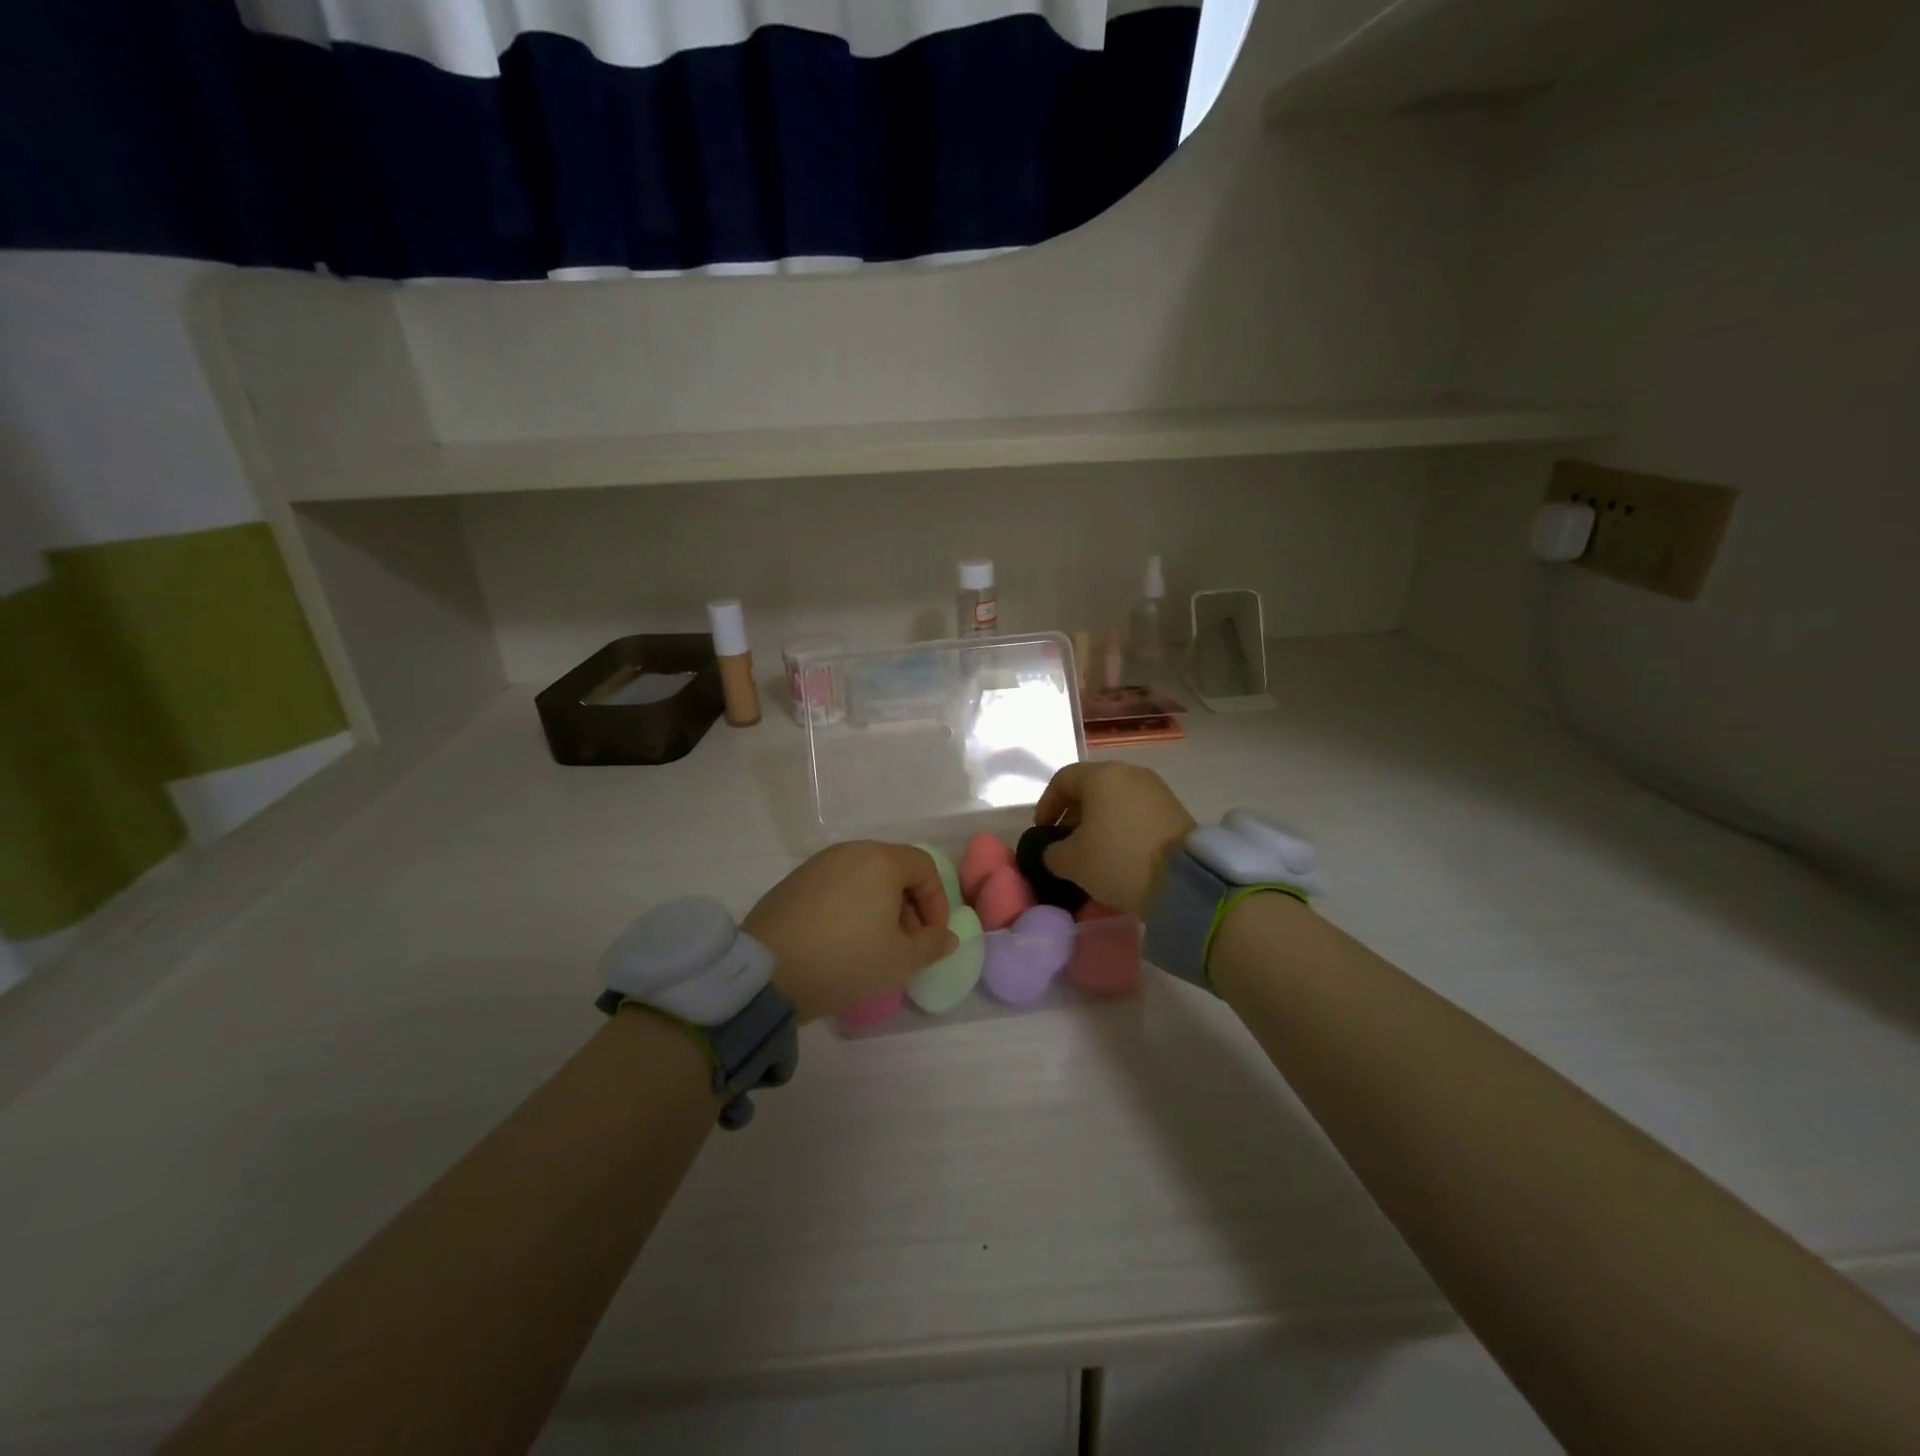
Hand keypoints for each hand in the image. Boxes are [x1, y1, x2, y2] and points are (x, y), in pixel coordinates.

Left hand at [744, 842, 957, 1021]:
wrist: (766, 972)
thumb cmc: (846, 960)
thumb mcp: (900, 960)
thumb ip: (932, 945)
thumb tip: (947, 936)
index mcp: (881, 860)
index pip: (924, 867)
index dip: (937, 902)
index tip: (933, 936)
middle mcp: (850, 852)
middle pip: (893, 869)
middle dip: (909, 905)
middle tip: (907, 943)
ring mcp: (817, 865)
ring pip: (863, 878)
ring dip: (879, 906)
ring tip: (875, 945)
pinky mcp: (793, 882)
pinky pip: (836, 887)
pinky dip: (850, 907)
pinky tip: (841, 942)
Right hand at [1033, 763, 1196, 916]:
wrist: (1185, 879)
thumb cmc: (1118, 860)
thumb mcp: (1071, 862)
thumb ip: (1052, 852)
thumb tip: (1055, 851)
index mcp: (1101, 775)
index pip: (1062, 779)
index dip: (1046, 805)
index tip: (1042, 832)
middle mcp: (1129, 773)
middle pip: (1090, 787)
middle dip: (1073, 814)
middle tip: (1066, 843)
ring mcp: (1155, 789)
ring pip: (1115, 799)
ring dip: (1098, 821)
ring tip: (1093, 851)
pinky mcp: (1174, 808)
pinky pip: (1136, 811)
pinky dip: (1122, 827)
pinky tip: (1120, 853)